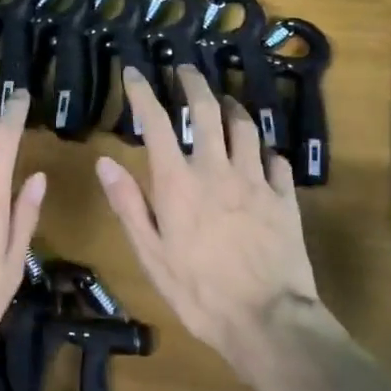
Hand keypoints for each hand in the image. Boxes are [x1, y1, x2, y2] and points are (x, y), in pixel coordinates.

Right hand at [95, 65, 325, 376]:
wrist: (268, 321)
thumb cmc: (199, 292)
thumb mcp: (152, 254)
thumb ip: (129, 205)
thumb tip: (105, 162)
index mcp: (178, 182)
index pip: (156, 122)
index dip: (142, 92)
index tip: (135, 72)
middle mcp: (217, 169)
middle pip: (206, 110)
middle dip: (194, 83)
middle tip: (186, 69)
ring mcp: (256, 180)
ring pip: (246, 127)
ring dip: (233, 108)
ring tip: (226, 101)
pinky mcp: (285, 198)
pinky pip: (277, 161)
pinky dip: (267, 151)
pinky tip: (263, 155)